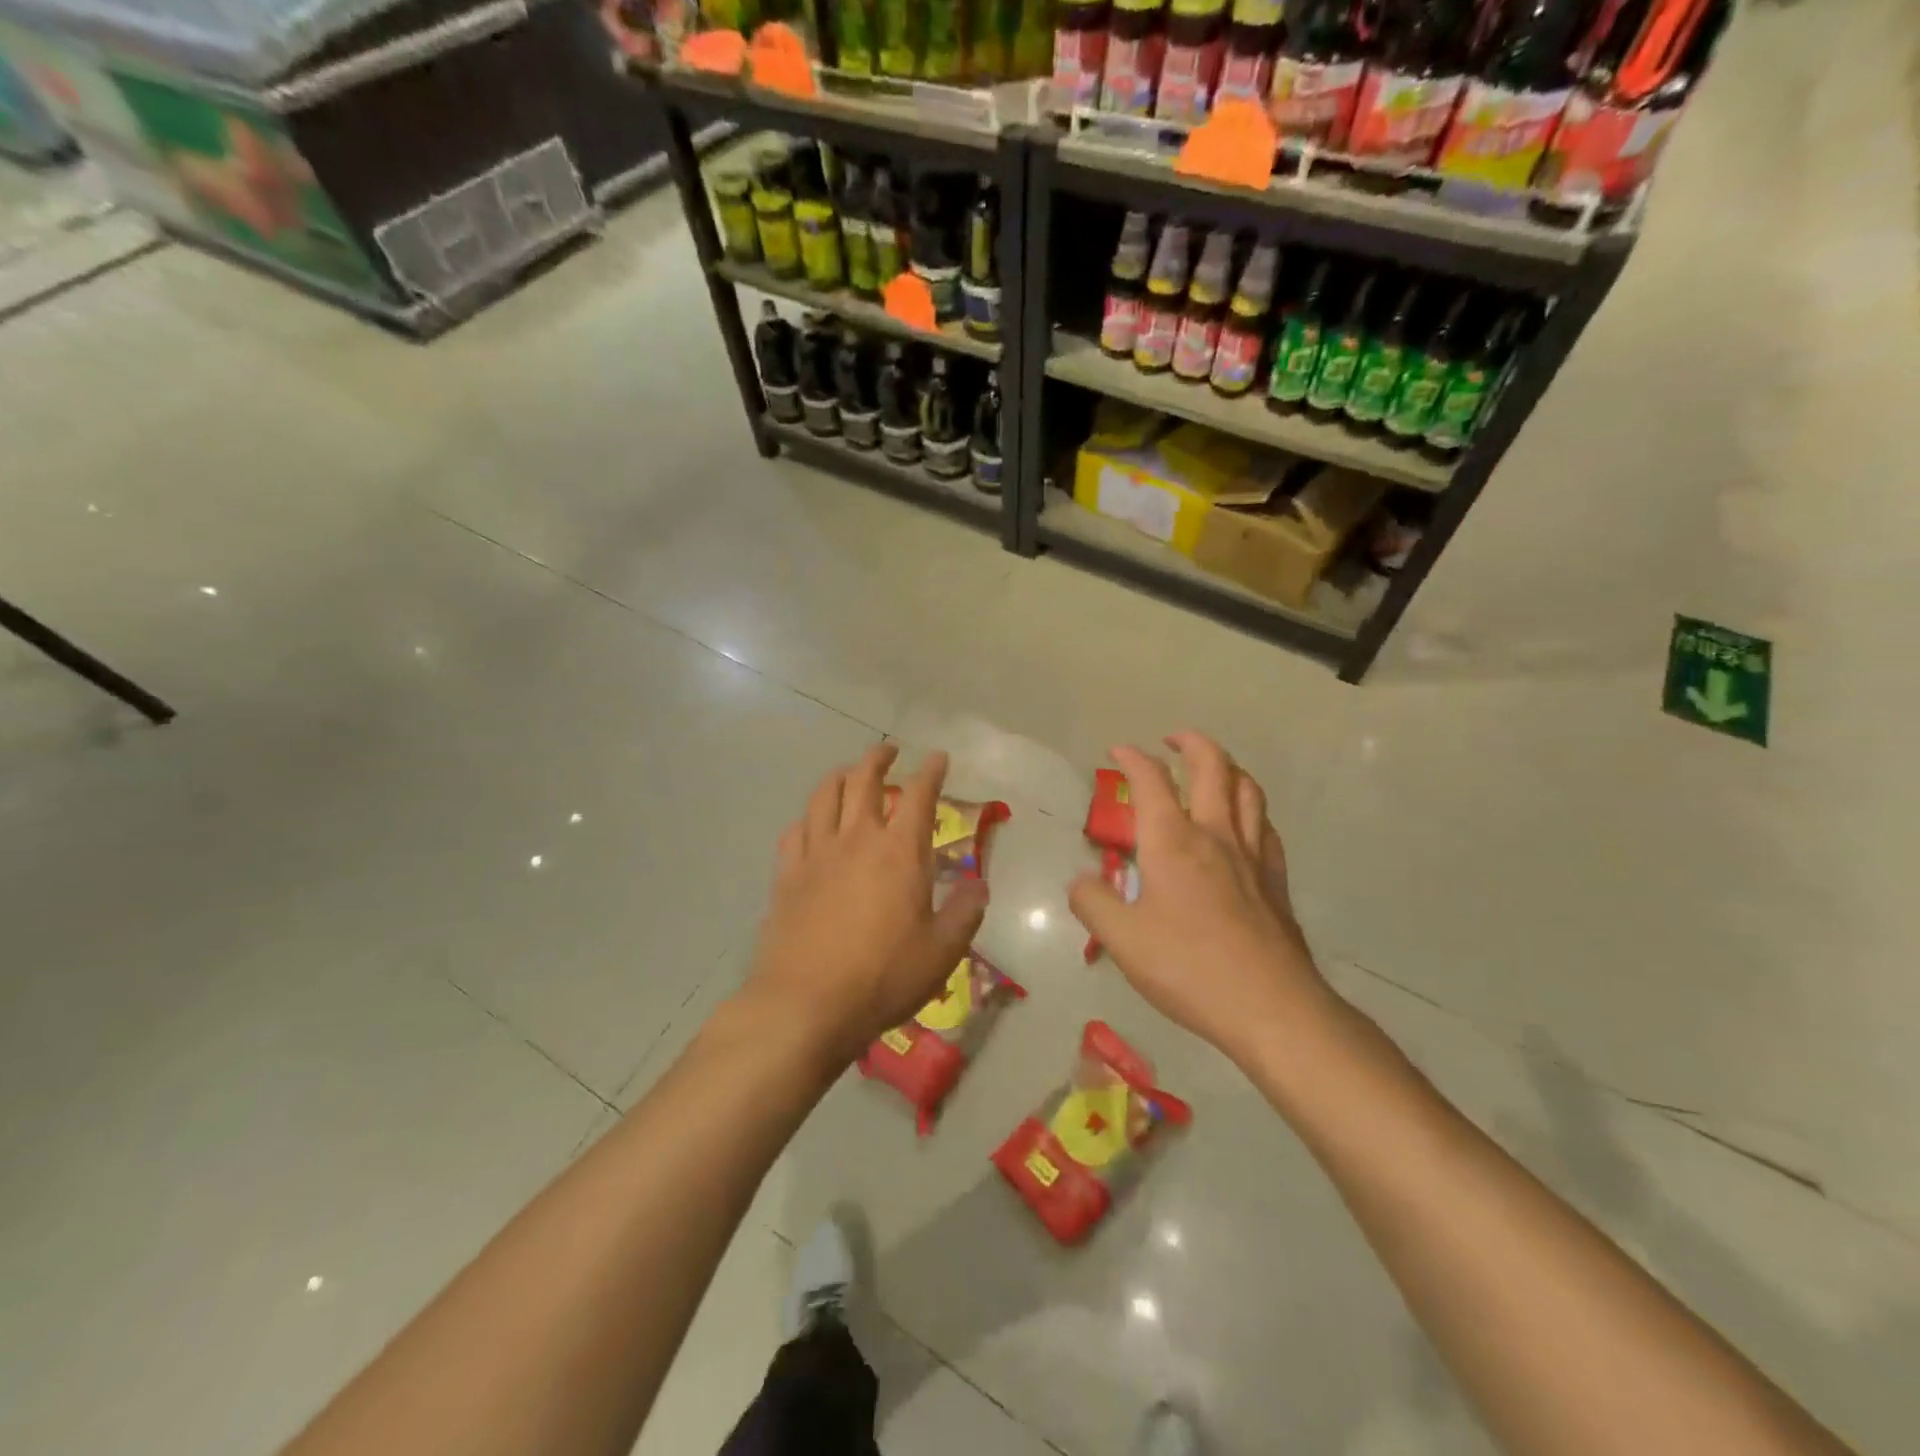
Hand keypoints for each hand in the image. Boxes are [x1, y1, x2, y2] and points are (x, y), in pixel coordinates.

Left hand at [746, 743, 988, 1066]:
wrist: (805, 1003)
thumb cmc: (883, 977)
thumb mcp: (942, 951)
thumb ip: (965, 912)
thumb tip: (979, 885)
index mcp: (900, 851)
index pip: (920, 795)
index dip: (931, 771)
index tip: (937, 758)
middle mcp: (857, 838)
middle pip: (864, 779)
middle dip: (879, 758)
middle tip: (889, 752)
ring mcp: (816, 853)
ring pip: (825, 795)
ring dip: (841, 775)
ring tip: (850, 773)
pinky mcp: (787, 874)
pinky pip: (796, 829)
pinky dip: (810, 816)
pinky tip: (813, 823)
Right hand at [1068, 733, 1332, 1067]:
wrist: (1271, 1008)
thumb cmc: (1188, 968)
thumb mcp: (1121, 940)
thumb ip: (1093, 902)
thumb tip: (1081, 881)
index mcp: (1172, 842)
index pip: (1151, 781)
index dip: (1132, 758)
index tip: (1117, 751)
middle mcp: (1215, 835)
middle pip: (1213, 766)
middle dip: (1191, 743)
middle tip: (1173, 740)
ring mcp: (1252, 856)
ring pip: (1248, 789)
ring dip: (1228, 767)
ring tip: (1212, 769)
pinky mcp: (1275, 881)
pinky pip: (1265, 826)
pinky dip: (1251, 809)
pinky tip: (1243, 823)